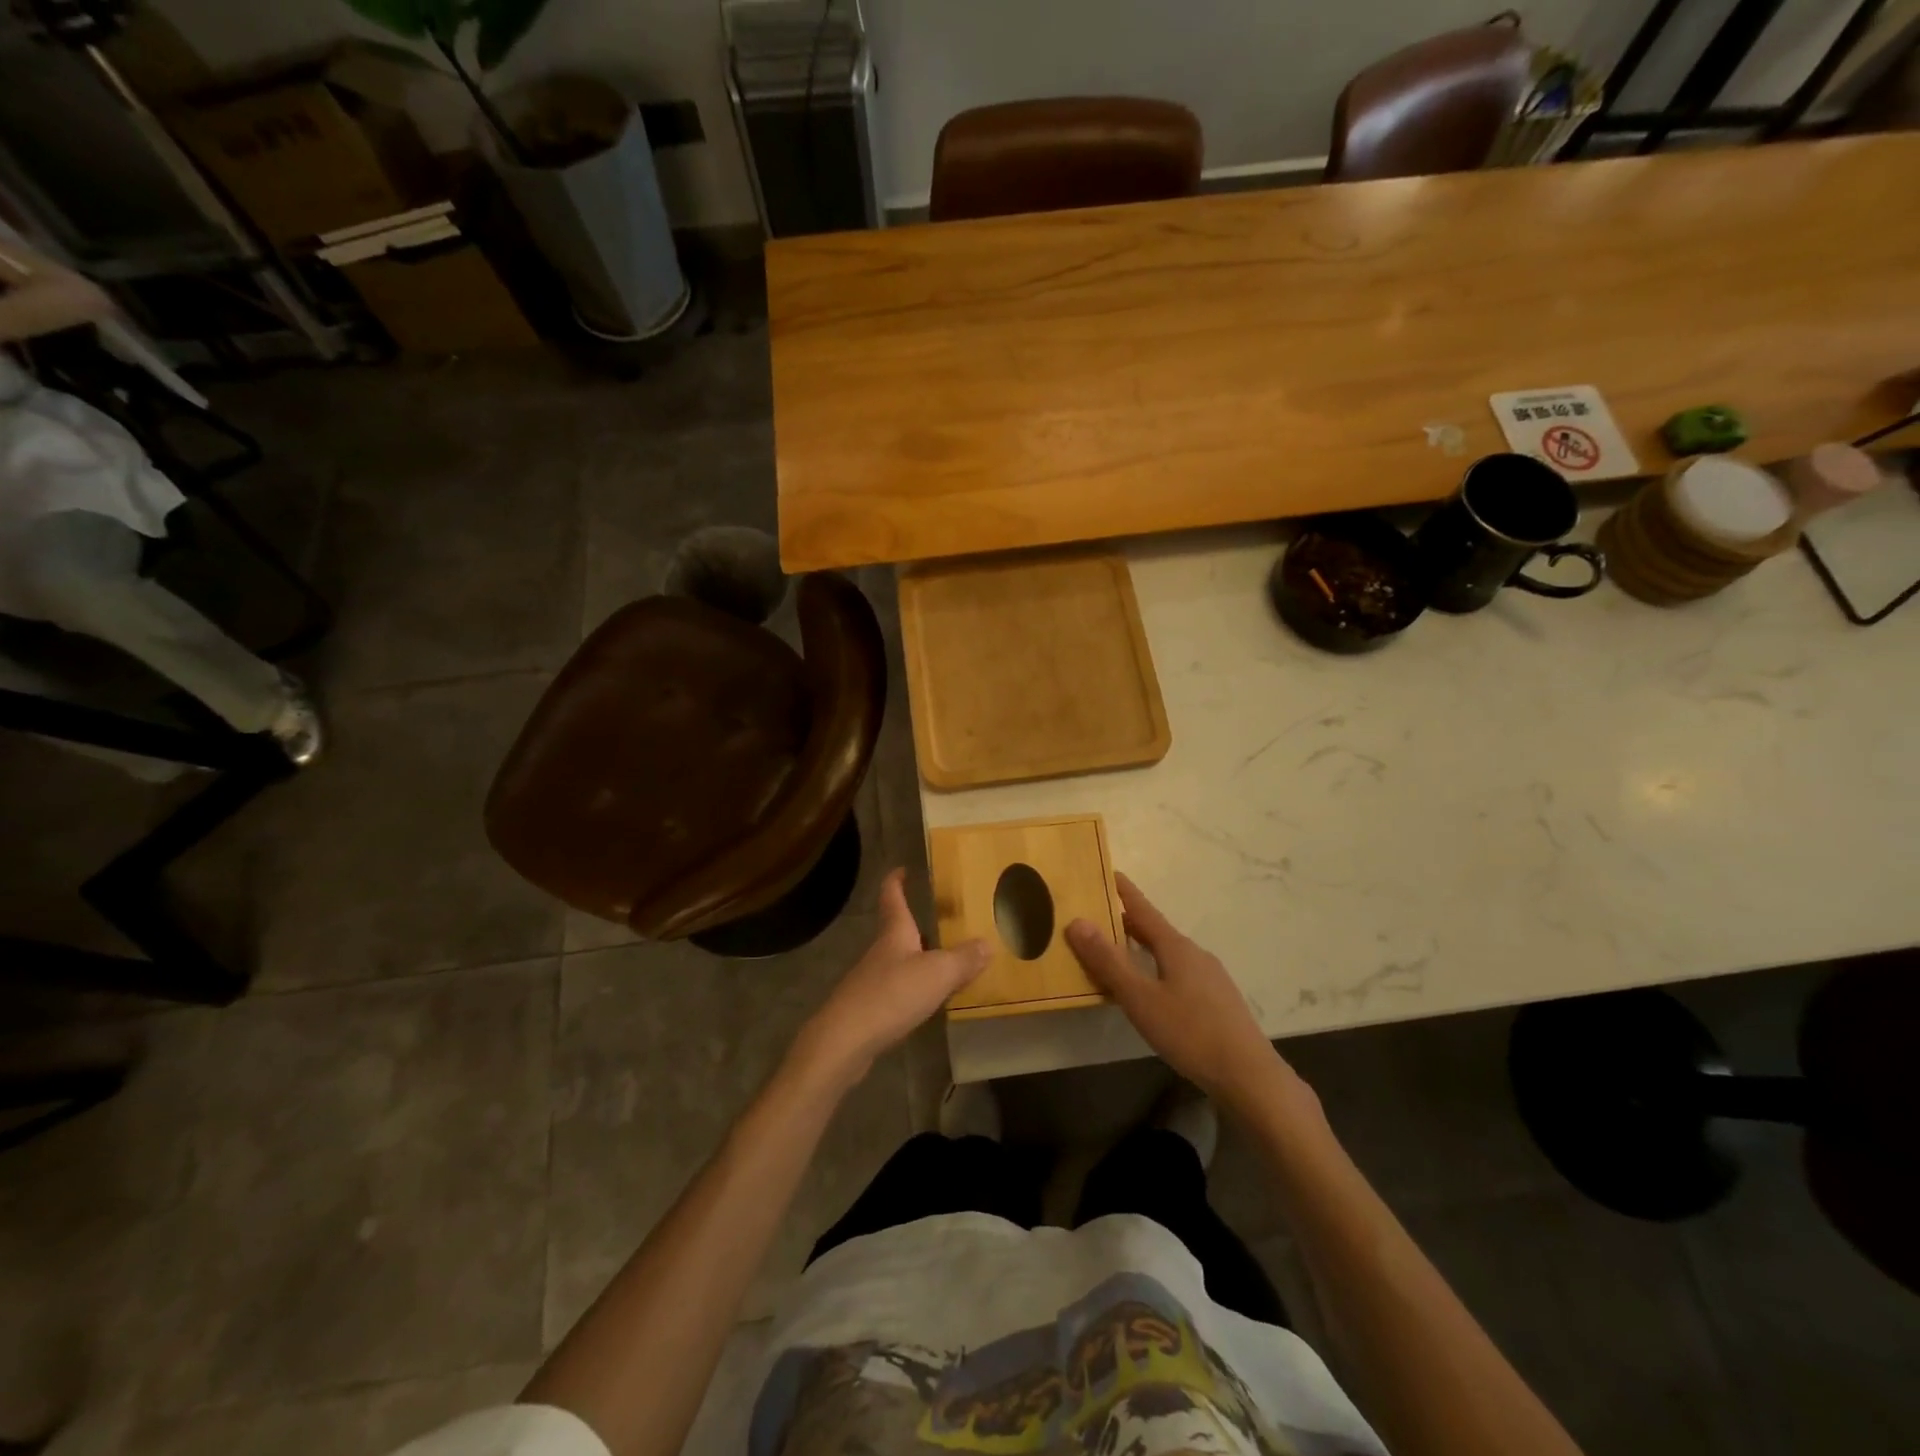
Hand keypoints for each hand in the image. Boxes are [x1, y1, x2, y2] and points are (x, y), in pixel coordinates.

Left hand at [793, 869, 987, 1089]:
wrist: (844, 1041)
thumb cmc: (891, 995)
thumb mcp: (937, 974)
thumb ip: (963, 959)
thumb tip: (987, 943)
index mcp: (895, 933)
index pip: (893, 897)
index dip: (896, 880)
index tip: (903, 868)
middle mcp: (881, 952)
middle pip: (898, 931)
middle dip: (917, 924)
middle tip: (944, 921)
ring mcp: (871, 980)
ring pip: (899, 961)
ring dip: (919, 958)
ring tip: (945, 961)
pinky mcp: (868, 1009)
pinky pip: (897, 989)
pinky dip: (914, 988)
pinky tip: (928, 1001)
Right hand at [1066, 874, 1290, 1112]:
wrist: (1249, 1075)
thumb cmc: (1190, 1032)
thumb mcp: (1140, 999)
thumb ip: (1108, 962)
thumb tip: (1077, 922)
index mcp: (1175, 947)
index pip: (1142, 909)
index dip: (1123, 891)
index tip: (1107, 871)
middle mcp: (1194, 954)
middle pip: (1155, 930)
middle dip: (1126, 921)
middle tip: (1097, 914)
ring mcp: (1209, 977)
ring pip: (1167, 952)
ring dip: (1141, 946)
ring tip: (1116, 951)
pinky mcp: (1216, 1000)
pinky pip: (1178, 971)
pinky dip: (1155, 967)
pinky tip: (1150, 989)